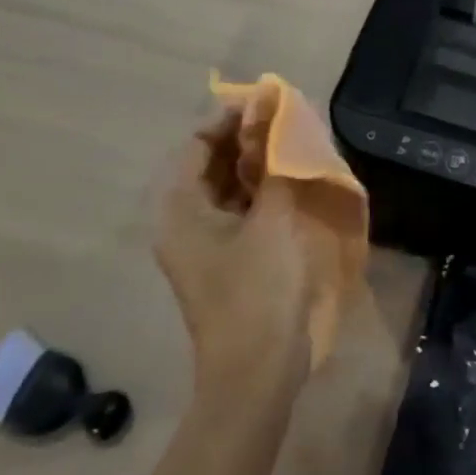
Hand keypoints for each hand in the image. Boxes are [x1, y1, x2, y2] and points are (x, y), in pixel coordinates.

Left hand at [154, 108, 313, 404]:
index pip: (197, 144)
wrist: (258, 372)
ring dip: (259, 162)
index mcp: (180, 210)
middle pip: (211, 163)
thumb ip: (275, 163)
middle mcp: (185, 221)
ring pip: (229, 185)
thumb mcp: (272, 219)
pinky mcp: (229, 258)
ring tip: (295, 142)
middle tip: (288, 120)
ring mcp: (206, 242)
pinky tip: (293, 177)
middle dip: (247, 138)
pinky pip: (241, 208)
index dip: (230, 118)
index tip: (269, 102)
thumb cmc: (258, 290)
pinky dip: (263, 188)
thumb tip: (277, 115)